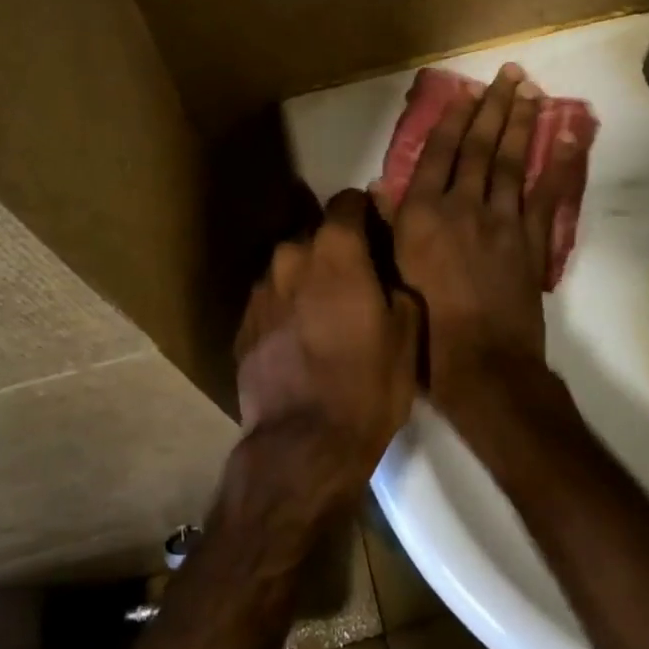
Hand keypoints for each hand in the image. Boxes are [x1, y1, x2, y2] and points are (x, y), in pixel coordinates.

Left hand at [234, 189, 422, 492]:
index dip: (365, 211)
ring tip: (325, 312)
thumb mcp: (406, 335)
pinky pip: (271, 299)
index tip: (377, 229)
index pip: (347, 202)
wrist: (303, 446)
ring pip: (289, 267)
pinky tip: (300, 338)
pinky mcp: (242, 323)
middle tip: (356, 278)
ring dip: (308, 277)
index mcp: (335, 252)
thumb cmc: (367, 386)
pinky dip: (286, 306)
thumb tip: (387, 268)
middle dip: (335, 248)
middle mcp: (291, 257)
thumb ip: (397, 283)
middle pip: (316, 234)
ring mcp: (261, 291)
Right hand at [384, 63, 582, 424]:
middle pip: (480, 147)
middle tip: (510, 74)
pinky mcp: (533, 241)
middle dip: (494, 107)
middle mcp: (462, 206)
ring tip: (531, 91)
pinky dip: (558, 167)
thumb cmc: (425, 326)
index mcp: (422, 213)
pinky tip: (565, 139)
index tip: (466, 92)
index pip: (437, 153)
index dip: (453, 119)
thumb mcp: (393, 274)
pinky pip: (547, 196)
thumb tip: (379, 190)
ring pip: (512, 162)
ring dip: (522, 124)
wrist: (481, 365)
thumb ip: (389, 227)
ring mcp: (502, 221)